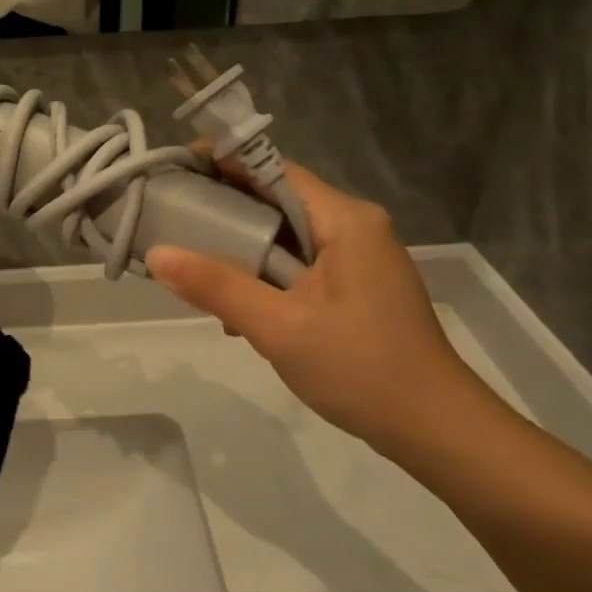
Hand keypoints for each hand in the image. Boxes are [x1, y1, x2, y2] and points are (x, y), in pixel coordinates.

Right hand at [145, 162, 476, 448]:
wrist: (433, 428)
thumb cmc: (360, 368)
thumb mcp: (278, 326)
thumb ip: (216, 286)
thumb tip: (157, 254)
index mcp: (345, 220)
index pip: (275, 170)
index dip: (224, 162)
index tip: (176, 169)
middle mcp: (356, 227)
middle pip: (278, 201)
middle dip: (225, 211)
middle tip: (173, 220)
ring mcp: (359, 259)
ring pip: (286, 237)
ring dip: (243, 251)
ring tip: (194, 270)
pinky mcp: (357, 288)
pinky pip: (300, 266)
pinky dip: (266, 277)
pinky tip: (238, 312)